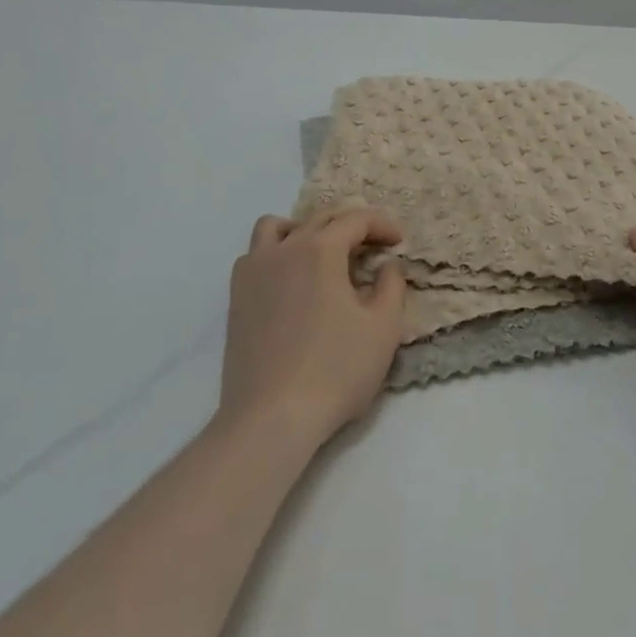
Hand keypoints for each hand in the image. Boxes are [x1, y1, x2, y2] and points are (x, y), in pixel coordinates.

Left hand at [219, 209, 406, 451]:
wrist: (271, 418)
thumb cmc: (335, 370)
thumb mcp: (383, 328)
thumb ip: (392, 285)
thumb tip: (387, 264)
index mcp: (320, 249)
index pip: (356, 219)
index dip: (382, 224)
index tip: (398, 241)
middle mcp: (285, 248)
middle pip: (321, 218)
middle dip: (352, 226)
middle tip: (373, 247)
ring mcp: (255, 270)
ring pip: (278, 227)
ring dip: (305, 230)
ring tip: (323, 254)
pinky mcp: (236, 296)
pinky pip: (255, 254)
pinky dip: (276, 254)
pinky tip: (290, 280)